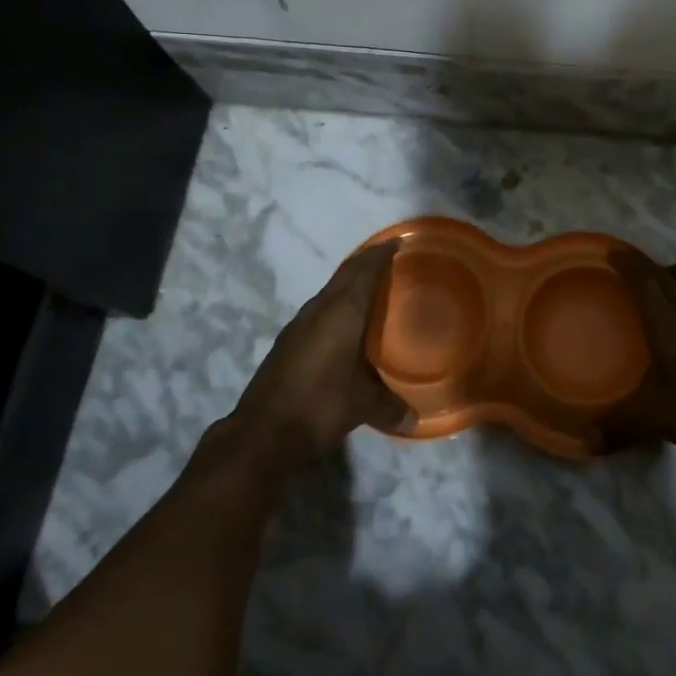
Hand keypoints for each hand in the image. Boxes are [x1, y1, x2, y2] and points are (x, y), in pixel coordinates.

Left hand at [223, 241, 413, 474]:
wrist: (262, 433)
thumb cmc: (320, 406)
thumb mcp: (362, 406)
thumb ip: (390, 406)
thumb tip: (414, 419)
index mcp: (343, 311)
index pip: (364, 270)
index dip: (381, 253)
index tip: (398, 242)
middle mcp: (320, 308)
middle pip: (346, 273)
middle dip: (366, 262)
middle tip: (388, 258)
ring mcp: (299, 323)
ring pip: (329, 290)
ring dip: (348, 282)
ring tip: (369, 288)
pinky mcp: (287, 341)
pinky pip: (318, 308)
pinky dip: (334, 303)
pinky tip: (342, 322)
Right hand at [600, 251, 675, 462]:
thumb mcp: (654, 418)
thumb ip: (618, 425)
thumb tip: (587, 441)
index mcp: (667, 321)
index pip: (643, 280)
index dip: (627, 263)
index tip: (612, 251)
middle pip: (665, 274)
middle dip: (644, 265)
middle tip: (627, 264)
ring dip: (672, 273)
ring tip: (660, 281)